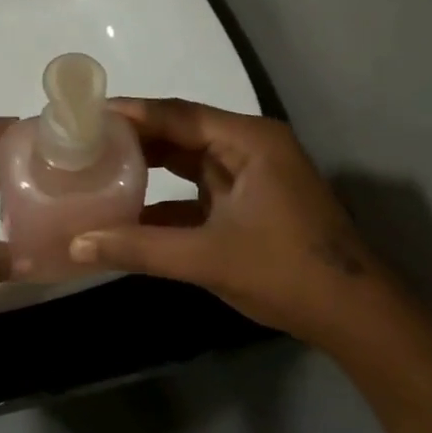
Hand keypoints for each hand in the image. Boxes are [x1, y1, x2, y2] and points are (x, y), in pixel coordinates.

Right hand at [68, 98, 396, 344]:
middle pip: (180, 131)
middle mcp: (249, 148)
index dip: (130, 113)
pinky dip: (163, 197)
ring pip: (186, 159)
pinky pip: (196, 188)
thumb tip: (75, 245)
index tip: (83, 114)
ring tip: (95, 164)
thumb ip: (139, 248)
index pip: (178, 114)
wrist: (356, 319)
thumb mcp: (207, 258)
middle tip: (81, 140)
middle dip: (133, 137)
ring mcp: (250, 176)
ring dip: (146, 165)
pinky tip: (126, 208)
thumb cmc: (287, 273)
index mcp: (249, 141)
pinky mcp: (247, 203)